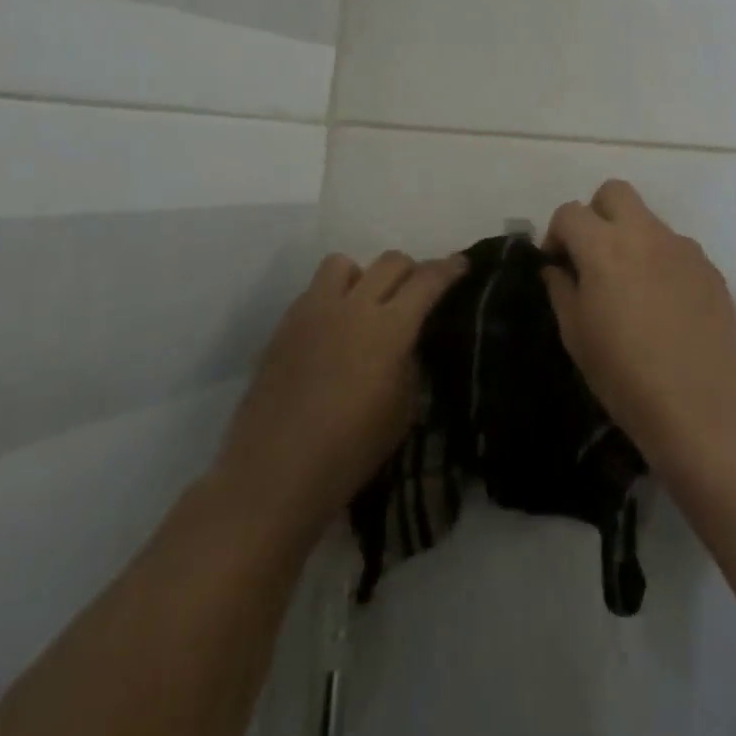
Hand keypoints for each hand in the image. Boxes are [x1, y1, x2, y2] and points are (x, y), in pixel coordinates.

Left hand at [210, 251, 464, 551]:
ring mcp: (313, 312)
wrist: (273, 474)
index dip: (449, 268)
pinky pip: (314, 291)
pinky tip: (332, 332)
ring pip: (344, 264)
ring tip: (365, 305)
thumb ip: (409, 364)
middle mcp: (353, 307)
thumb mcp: (402, 410)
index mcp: (389, 328)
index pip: (427, 280)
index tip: (461, 264)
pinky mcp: (284, 326)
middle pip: (390, 261)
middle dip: (411, 270)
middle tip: (416, 292)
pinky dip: (332, 299)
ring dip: (363, 276)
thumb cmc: (350, 450)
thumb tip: (406, 343)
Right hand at [542, 180, 735, 469]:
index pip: (570, 212)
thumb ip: (562, 290)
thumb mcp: (577, 335)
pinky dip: (660, 261)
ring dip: (630, 238)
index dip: (556, 234)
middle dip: (596, 214)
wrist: (705, 403)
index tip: (557, 265)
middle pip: (614, 192)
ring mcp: (682, 247)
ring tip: (630, 287)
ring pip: (648, 219)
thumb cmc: (626, 374)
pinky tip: (663, 305)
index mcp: (604, 246)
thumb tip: (557, 267)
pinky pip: (675, 248)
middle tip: (592, 256)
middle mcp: (645, 233)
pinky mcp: (709, 267)